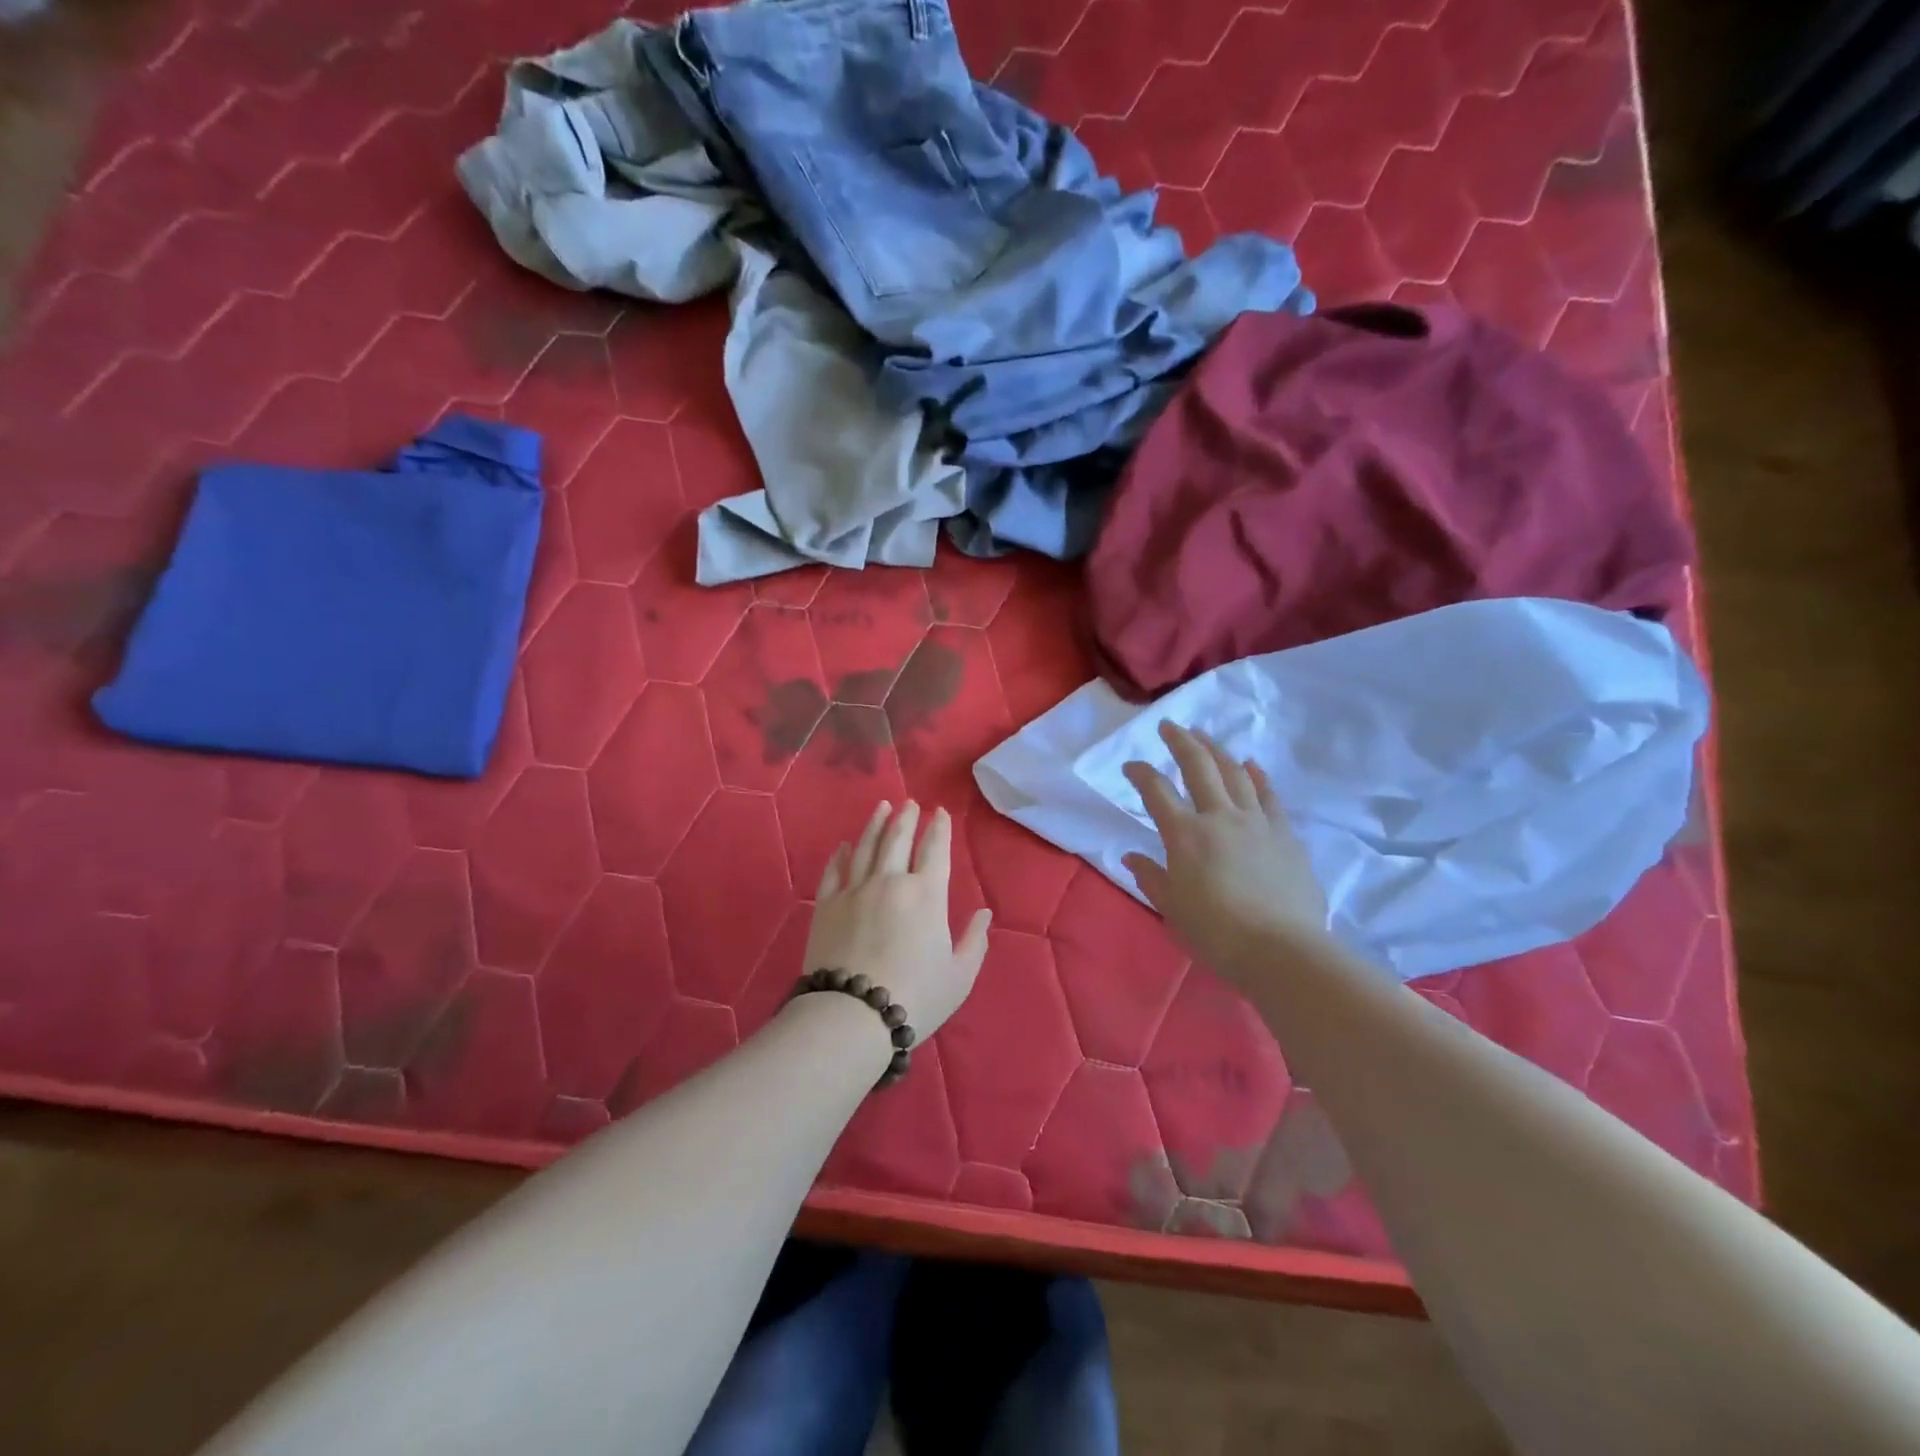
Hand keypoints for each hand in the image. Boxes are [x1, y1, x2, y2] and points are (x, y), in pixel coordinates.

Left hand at [802, 801, 992, 1036]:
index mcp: (927, 895)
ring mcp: (854, 890)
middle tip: (909, 803)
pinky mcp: (826, 905)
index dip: (939, 829)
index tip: (939, 812)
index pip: (935, 850)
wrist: (852, 1015)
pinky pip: (834, 871)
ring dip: (875, 824)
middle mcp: (890, 882)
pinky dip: (840, 855)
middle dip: (906, 818)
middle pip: (898, 839)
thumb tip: (983, 913)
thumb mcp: (959, 976)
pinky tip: (844, 845)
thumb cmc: (915, 997)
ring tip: (882, 807)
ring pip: (866, 847)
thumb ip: (975, 941)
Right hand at [1121, 722, 1329, 974]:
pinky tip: (1251, 765)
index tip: (1130, 766)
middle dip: (1180, 742)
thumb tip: (1133, 857)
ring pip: (1235, 773)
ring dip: (1216, 750)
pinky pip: (1268, 796)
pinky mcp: (1285, 834)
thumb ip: (1151, 878)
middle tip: (1169, 725)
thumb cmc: (1217, 934)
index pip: (1156, 791)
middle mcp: (1219, 817)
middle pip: (1198, 767)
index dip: (1140, 773)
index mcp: (1185, 834)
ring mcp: (1257, 822)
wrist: (1282, 950)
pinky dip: (1257, 776)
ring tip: (1204, 736)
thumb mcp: (1172, 909)